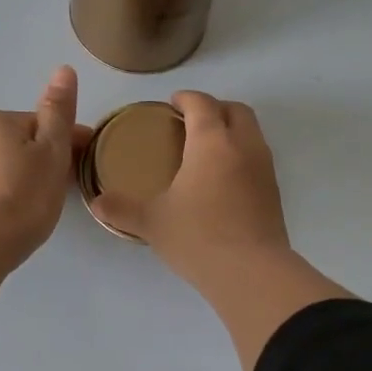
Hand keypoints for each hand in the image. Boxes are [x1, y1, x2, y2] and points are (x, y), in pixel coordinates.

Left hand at [0, 66, 88, 271]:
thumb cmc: (21, 199)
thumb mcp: (52, 154)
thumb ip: (58, 112)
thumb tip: (63, 69)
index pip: (41, 125)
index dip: (66, 144)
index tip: (82, 169)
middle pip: (14, 142)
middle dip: (34, 159)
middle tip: (54, 193)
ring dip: (11, 175)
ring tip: (27, 209)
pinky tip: (2, 217)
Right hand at [91, 91, 291, 288]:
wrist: (251, 272)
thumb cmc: (198, 237)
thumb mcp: (152, 222)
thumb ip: (122, 208)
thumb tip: (97, 203)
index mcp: (212, 142)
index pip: (202, 104)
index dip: (186, 98)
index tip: (172, 103)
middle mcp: (243, 145)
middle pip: (235, 110)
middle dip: (214, 108)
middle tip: (191, 122)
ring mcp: (264, 168)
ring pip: (252, 132)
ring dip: (231, 130)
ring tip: (206, 150)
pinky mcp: (274, 191)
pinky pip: (257, 158)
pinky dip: (241, 155)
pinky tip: (222, 180)